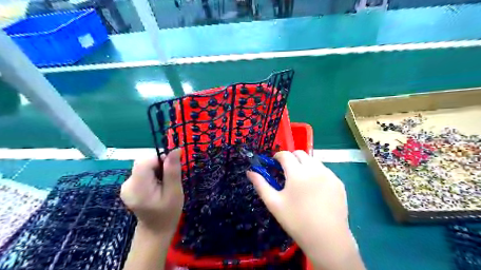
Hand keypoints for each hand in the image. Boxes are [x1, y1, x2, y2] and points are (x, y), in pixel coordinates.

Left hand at [120, 149, 183, 234]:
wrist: (156, 230)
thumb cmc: (169, 213)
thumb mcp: (175, 191)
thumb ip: (173, 170)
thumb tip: (175, 149)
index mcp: (137, 187)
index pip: (144, 161)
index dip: (160, 159)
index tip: (171, 169)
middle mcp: (127, 184)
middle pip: (143, 162)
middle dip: (159, 166)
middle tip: (169, 179)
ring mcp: (126, 186)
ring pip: (143, 166)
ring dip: (156, 170)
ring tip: (163, 184)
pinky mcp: (128, 187)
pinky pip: (141, 172)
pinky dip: (151, 174)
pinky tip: (156, 186)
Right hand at [248, 151, 364, 269]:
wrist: (327, 239)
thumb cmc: (296, 221)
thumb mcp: (274, 203)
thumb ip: (261, 184)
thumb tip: (250, 172)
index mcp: (297, 173)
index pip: (285, 154)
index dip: (277, 156)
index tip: (274, 164)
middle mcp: (315, 169)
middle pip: (300, 153)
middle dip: (291, 158)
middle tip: (287, 172)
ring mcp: (329, 175)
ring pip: (313, 161)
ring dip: (304, 164)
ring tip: (301, 181)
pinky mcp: (338, 182)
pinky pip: (324, 170)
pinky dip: (317, 173)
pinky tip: (315, 189)